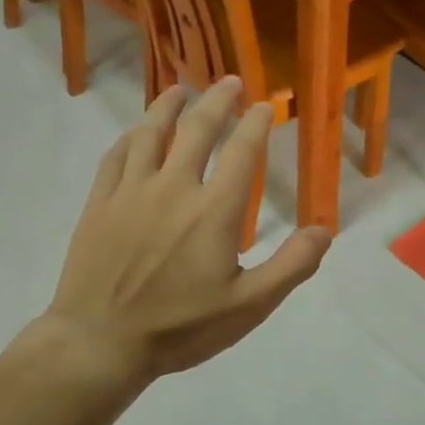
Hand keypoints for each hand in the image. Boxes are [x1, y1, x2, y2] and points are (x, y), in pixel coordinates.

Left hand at [10, 79, 330, 387]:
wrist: (100, 342)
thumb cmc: (180, 328)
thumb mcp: (249, 306)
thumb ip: (291, 266)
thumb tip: (325, 230)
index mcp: (212, 211)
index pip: (242, 153)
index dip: (256, 124)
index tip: (266, 104)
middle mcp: (172, 188)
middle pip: (197, 130)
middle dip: (218, 101)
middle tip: (230, 81)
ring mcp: (130, 193)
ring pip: (151, 134)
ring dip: (169, 107)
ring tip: (180, 89)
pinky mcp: (99, 204)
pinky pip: (115, 157)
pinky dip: (131, 136)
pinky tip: (136, 132)